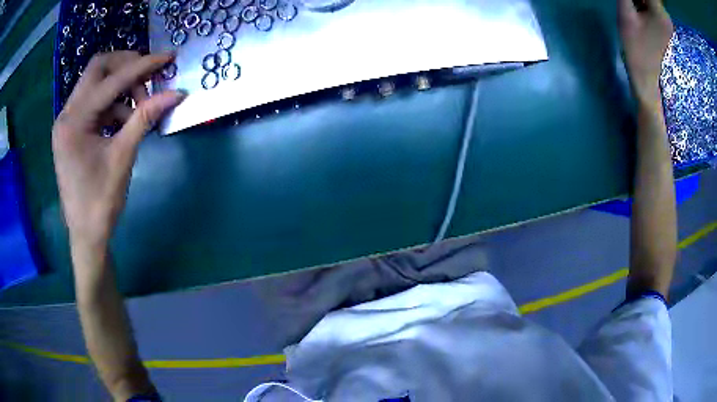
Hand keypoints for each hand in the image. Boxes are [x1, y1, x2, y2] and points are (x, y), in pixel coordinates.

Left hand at [52, 51, 185, 246]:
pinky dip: (113, 104)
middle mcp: (66, 113)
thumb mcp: (123, 157)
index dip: (142, 66)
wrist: (86, 235)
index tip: (168, 58)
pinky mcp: (72, 129)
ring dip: (121, 88)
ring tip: (140, 108)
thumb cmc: (101, 202)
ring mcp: (68, 121)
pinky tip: (126, 121)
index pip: (111, 80)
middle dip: (127, 67)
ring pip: (96, 83)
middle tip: (150, 78)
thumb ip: (145, 118)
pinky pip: (95, 103)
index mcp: (73, 121)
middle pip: (98, 69)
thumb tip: (176, 93)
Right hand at [618, 0, 673, 103]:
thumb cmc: (635, 45)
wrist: (646, 73)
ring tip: (634, 8)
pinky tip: (639, 9)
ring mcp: (666, 19)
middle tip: (630, 2)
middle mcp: (666, 15)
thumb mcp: (625, 13)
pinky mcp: (665, 22)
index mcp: (660, 13)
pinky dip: (643, 2)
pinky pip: (652, 3)